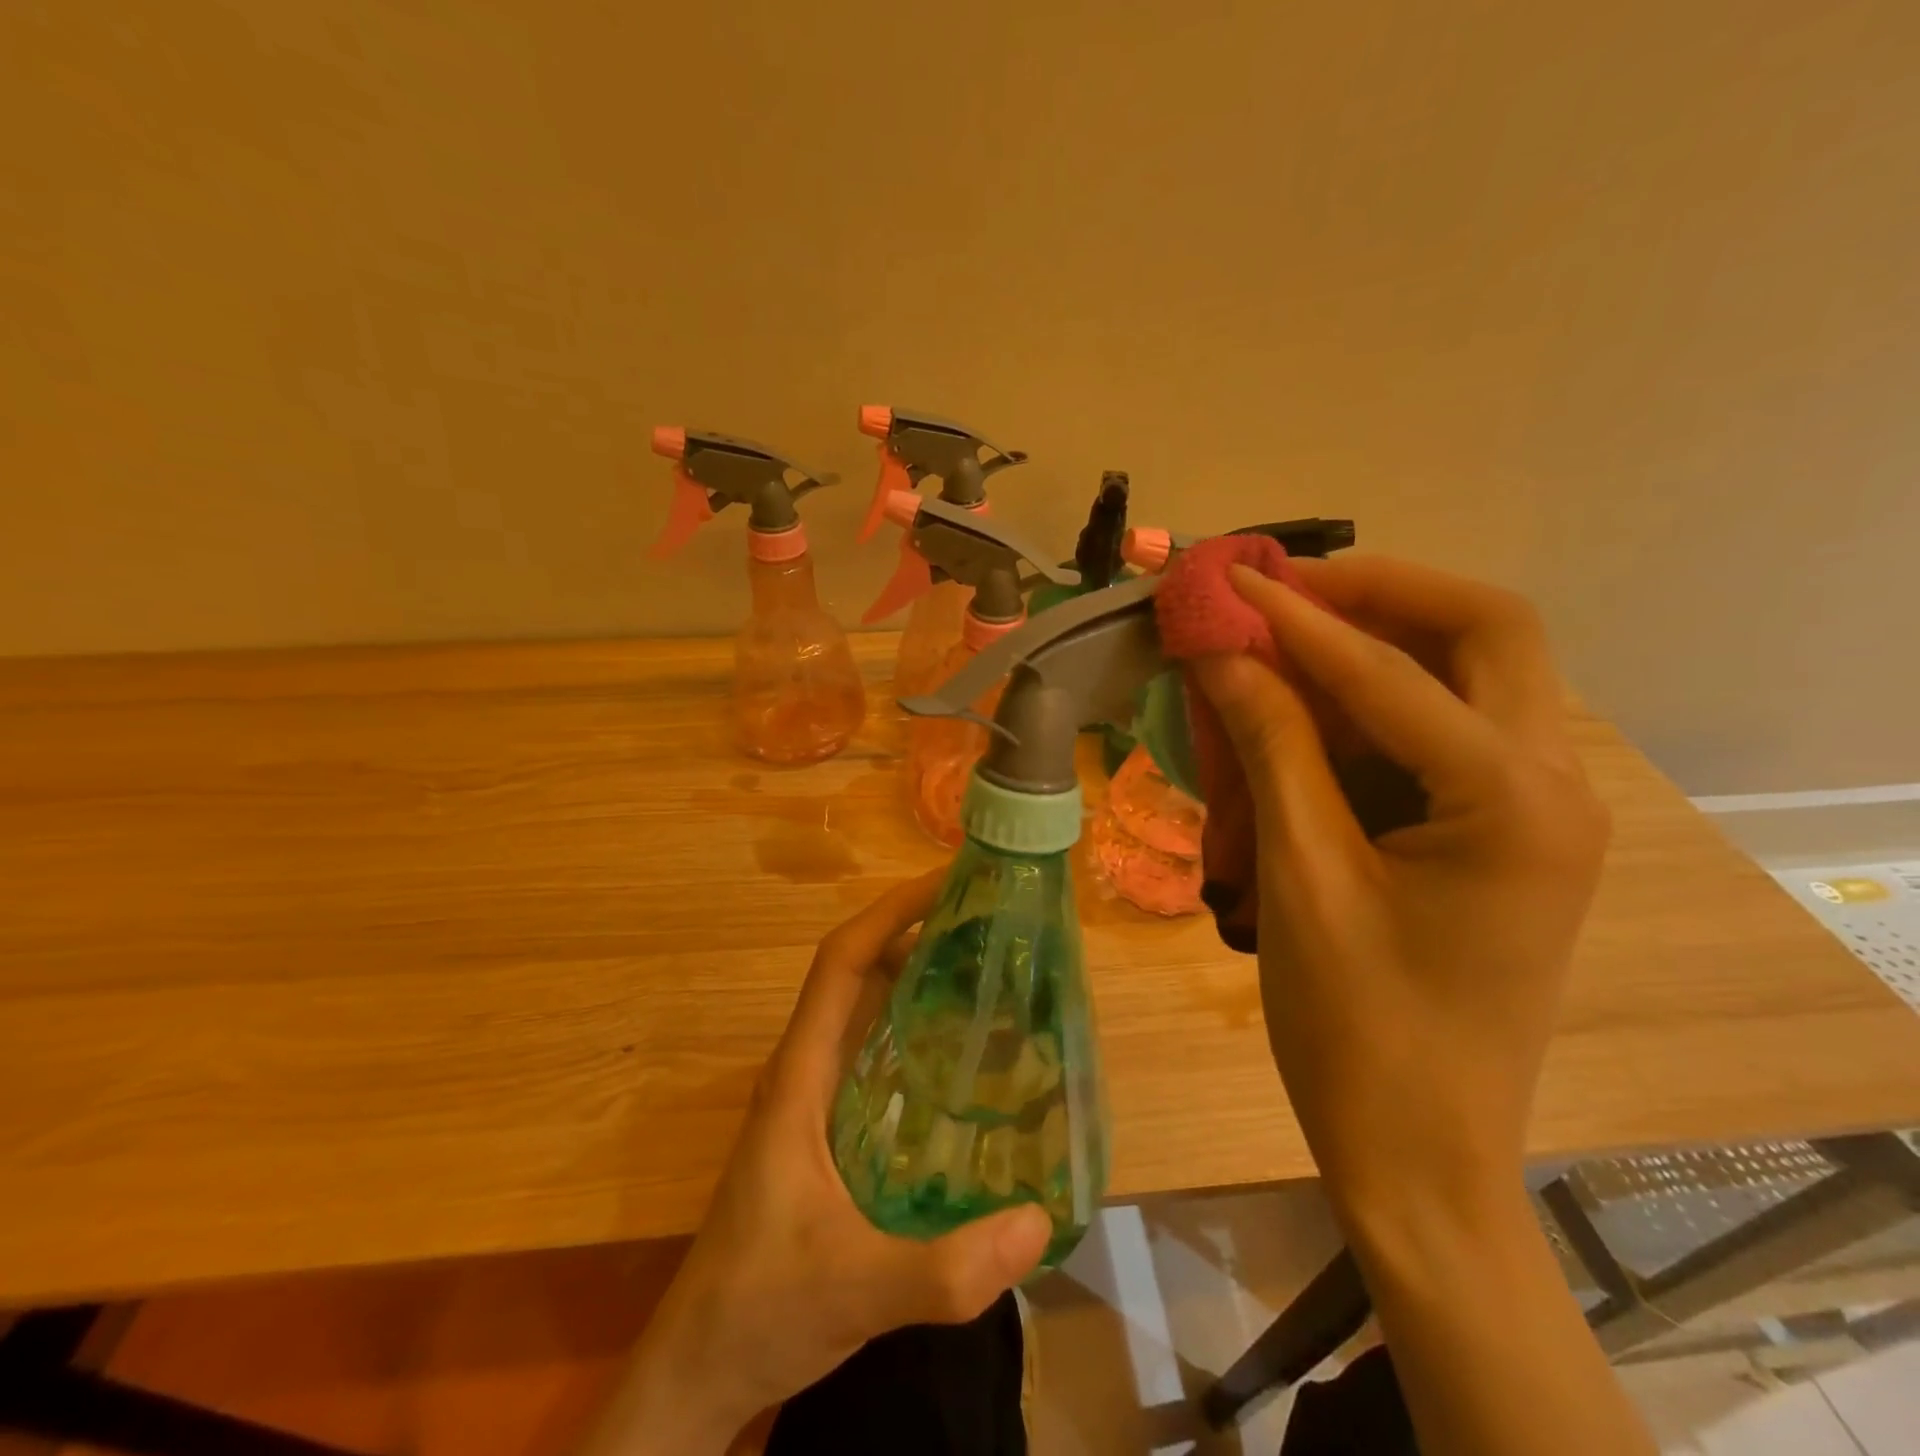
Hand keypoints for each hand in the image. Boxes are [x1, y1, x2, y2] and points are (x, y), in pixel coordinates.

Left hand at [580, 873, 1052, 1454]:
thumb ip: (945, 1269)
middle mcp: (806, 1070)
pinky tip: (965, 1051)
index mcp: (799, 1076)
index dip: (889, 913)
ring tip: (989, 966)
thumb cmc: (758, 1310)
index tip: (946, 885)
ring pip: (867, 1011)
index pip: (840, 964)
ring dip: (918, 976)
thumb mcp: (855, 1291)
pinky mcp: (828, 1128)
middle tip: (988, 920)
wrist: (699, 1368)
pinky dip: (915, 1029)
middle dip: (916, 932)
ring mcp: (815, 1099)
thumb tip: (1040, 1220)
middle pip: (859, 974)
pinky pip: (875, 1053)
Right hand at [1191, 557, 1609, 1217]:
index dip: (1297, 619)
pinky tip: (1306, 707)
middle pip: (1485, 632)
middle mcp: (1551, 784)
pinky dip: (1375, 699)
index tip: (1229, 579)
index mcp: (1515, 803)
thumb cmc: (1355, 1026)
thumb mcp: (1302, 875)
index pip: (1392, 672)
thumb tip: (1221, 652)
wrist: (1417, 1148)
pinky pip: (1444, 727)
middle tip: (1285, 590)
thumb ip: (1270, 746)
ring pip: (1473, 671)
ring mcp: (1535, 806)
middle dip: (1379, 593)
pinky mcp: (1502, 828)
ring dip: (1378, 639)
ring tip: (1284, 635)